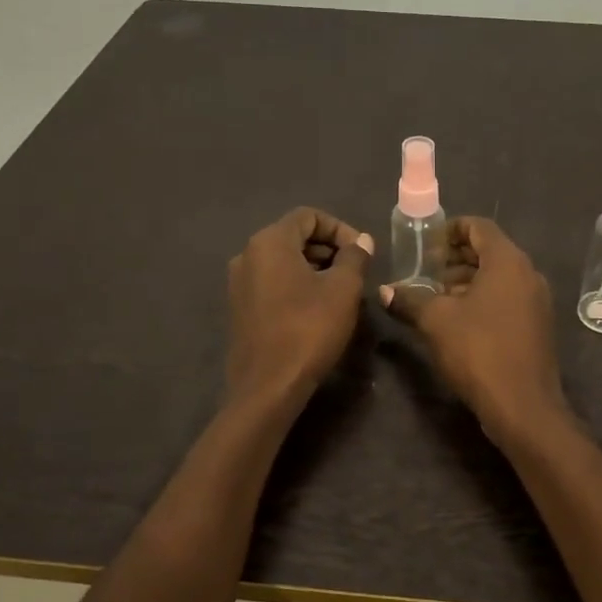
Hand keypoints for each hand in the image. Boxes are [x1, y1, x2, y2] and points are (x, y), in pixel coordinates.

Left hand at [227, 208, 373, 405]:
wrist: (269, 385)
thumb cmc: (309, 329)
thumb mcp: (343, 289)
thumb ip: (354, 257)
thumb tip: (361, 241)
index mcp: (269, 242)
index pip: (308, 216)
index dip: (340, 228)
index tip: (362, 252)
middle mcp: (247, 255)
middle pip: (293, 236)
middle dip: (328, 249)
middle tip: (355, 272)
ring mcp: (239, 283)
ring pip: (283, 262)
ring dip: (314, 268)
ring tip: (341, 291)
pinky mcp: (240, 309)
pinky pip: (272, 283)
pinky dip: (297, 286)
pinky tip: (317, 309)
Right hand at [381, 217, 567, 440]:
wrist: (522, 405)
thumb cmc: (478, 351)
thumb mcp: (436, 322)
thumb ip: (410, 300)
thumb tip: (384, 291)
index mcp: (508, 261)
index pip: (479, 226)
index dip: (450, 229)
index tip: (426, 244)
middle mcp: (528, 274)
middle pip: (490, 252)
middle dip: (455, 259)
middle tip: (425, 271)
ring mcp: (537, 301)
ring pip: (498, 278)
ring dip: (467, 282)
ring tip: (435, 298)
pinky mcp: (537, 326)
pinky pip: (507, 299)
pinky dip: (483, 300)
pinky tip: (458, 322)